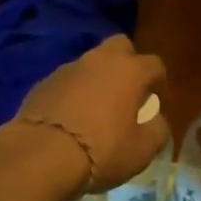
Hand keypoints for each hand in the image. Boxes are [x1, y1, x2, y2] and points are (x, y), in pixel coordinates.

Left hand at [5, 35, 167, 196]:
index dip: (158, 81)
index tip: (155, 100)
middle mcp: (100, 60)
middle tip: (126, 91)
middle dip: (127, 62)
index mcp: (130, 71)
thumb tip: (155, 120)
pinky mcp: (44, 81)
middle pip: (121, 46)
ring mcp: (69, 68)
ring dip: (97, 78)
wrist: (41, 154)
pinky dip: (73, 92)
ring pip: (91, 62)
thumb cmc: (101, 150)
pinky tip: (70, 117)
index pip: (155, 64)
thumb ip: (157, 130)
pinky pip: (67, 80)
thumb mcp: (141, 151)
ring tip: (95, 108)